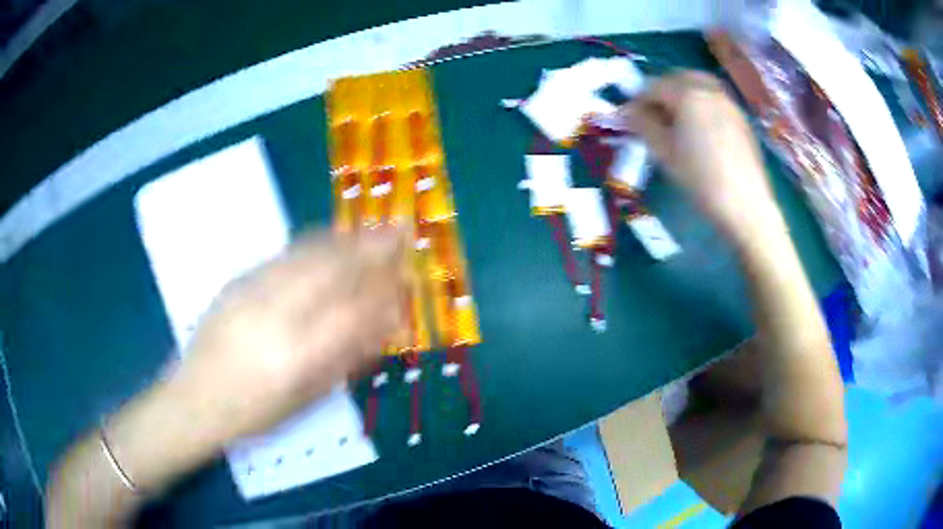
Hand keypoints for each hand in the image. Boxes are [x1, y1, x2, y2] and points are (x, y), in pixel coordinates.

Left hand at [168, 228, 406, 445]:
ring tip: (373, 228)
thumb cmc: (254, 413)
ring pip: (308, 254)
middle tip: (401, 230)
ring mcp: (252, 292)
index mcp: (295, 359)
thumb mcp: (304, 398)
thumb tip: (382, 326)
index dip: (385, 291)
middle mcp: (274, 317)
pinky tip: (332, 237)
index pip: (353, 313)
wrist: (196, 397)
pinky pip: (285, 253)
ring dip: (347, 239)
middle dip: (372, 248)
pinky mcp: (238, 280)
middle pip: (332, 271)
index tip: (407, 277)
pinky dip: (316, 241)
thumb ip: (344, 359)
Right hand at [624, 72, 787, 248]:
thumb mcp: (664, 153)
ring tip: (678, 121)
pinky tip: (701, 131)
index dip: (638, 100)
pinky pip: (715, 100)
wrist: (746, 206)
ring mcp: (729, 103)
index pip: (653, 86)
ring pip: (700, 86)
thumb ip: (643, 125)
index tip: (630, 118)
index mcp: (687, 95)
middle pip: (679, 78)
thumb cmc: (701, 180)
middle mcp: (709, 90)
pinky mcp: (741, 119)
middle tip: (654, 115)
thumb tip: (629, 111)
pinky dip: (702, 105)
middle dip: (662, 91)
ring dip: (683, 95)